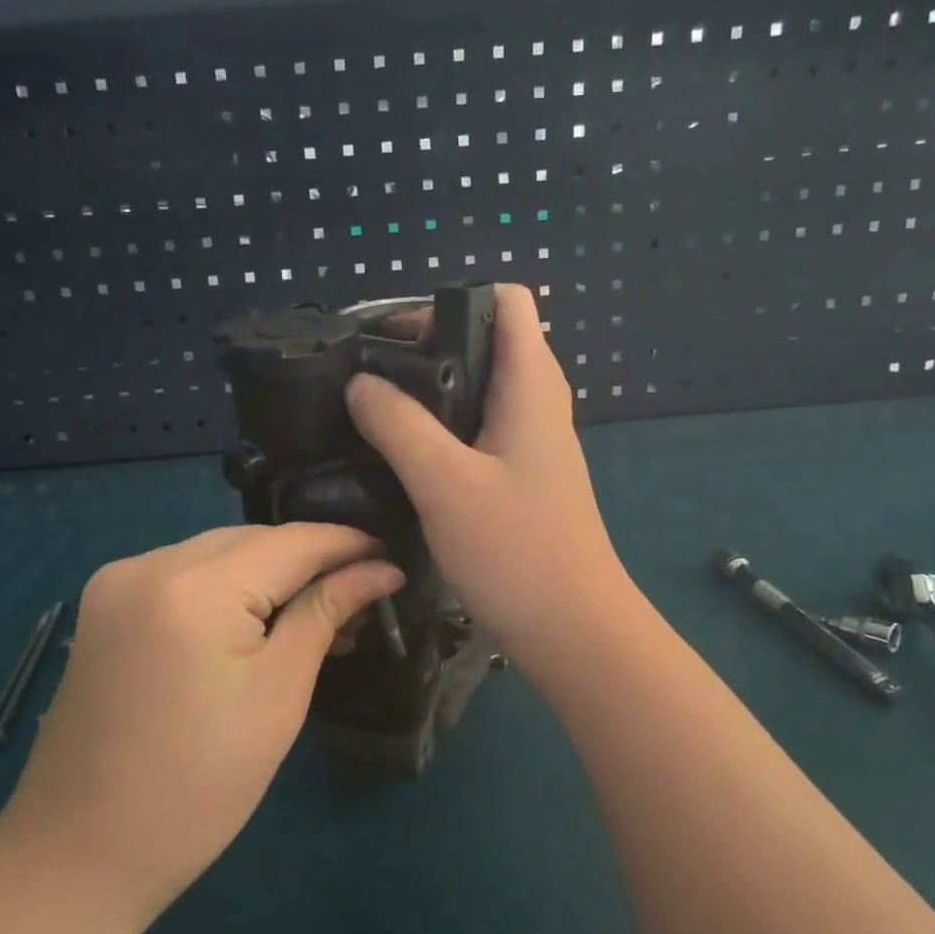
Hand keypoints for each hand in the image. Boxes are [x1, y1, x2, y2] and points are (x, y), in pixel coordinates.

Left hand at [0, 525, 401, 931]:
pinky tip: (261, 618)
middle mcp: (148, 563)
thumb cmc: (199, 785)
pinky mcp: (106, 606)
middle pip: (253, 540)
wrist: (79, 856)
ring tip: (322, 609)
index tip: (393, 554)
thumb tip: (381, 569)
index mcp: (193, 586)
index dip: (347, 543)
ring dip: (271, 573)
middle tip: (362, 593)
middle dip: (311, 559)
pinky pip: (186, 574)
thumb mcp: (279, 693)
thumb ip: (327, 612)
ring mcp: (118, 582)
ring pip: (219, 553)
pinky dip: (230, 587)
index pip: (291, 540)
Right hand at [345, 284, 628, 675]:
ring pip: (480, 390)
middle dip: (427, 345)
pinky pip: (479, 430)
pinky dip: (442, 428)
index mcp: (531, 385)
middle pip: (487, 341)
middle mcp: (538, 402)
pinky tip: (404, 456)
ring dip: (431, 391)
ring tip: (375, 410)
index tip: (394, 335)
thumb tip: (360, 382)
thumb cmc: (517, 552)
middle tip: (370, 374)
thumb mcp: (445, 483)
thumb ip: (399, 425)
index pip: (507, 301)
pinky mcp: (522, 476)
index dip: (450, 301)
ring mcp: (532, 441)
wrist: (574, 632)